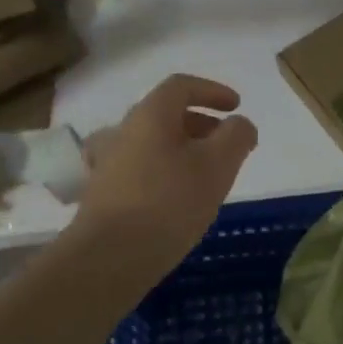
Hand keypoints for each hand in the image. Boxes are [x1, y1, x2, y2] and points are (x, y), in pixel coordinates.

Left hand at [75, 74, 257, 274]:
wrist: (109, 257)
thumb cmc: (169, 202)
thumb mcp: (218, 165)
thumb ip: (236, 136)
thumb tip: (239, 124)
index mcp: (150, 115)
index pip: (181, 86)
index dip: (212, 91)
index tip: (236, 107)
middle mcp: (123, 131)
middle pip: (165, 114)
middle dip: (201, 123)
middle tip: (226, 144)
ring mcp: (108, 163)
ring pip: (151, 143)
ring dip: (181, 150)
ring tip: (205, 174)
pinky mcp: (102, 194)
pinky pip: (139, 169)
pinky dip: (163, 172)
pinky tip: (176, 198)